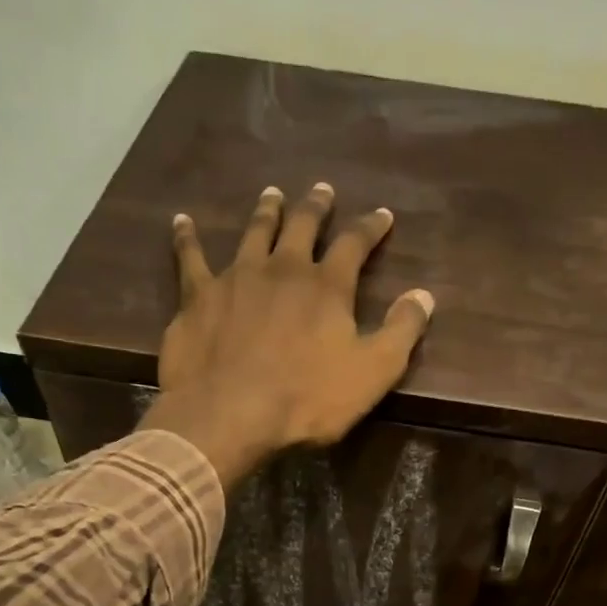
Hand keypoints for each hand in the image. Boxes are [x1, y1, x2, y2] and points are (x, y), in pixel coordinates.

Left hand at [140, 183, 435, 485]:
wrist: (229, 415)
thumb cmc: (307, 400)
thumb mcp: (372, 373)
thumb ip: (401, 331)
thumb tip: (424, 295)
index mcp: (327, 286)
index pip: (355, 244)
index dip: (371, 228)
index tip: (382, 215)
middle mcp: (282, 269)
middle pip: (302, 226)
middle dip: (316, 207)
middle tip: (322, 190)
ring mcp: (236, 278)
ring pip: (253, 232)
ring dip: (265, 211)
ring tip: (272, 194)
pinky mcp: (197, 297)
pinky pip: (191, 258)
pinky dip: (187, 238)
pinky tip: (182, 221)